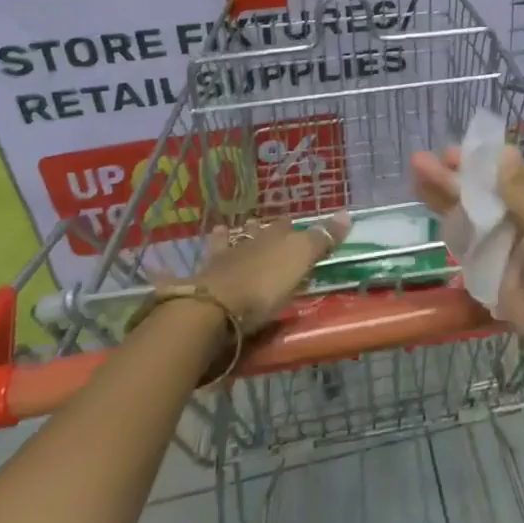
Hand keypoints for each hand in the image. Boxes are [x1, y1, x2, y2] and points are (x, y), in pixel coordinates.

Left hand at [153, 214, 349, 334]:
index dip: (289, 225)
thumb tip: (347, 213)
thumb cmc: (264, 286)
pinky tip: (176, 262)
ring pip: (225, 244)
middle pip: (254, 233)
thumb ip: (321, 239)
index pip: (284, 227)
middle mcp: (245, 245)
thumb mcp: (300, 261)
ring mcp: (219, 262)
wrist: (214, 309)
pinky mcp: (200, 284)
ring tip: (225, 232)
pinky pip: (198, 268)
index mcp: (271, 239)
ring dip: (227, 239)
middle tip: (261, 226)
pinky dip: (194, 263)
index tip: (292, 222)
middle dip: (258, 229)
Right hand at [410, 146, 523, 333]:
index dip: (481, 163)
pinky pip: (466, 241)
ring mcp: (505, 243)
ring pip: (470, 214)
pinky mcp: (489, 267)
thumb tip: (505, 150)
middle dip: (455, 176)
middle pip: (485, 192)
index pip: (510, 175)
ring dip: (445, 195)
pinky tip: (427, 203)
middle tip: (422, 160)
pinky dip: (448, 224)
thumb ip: (520, 189)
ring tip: (416, 172)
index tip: (453, 152)